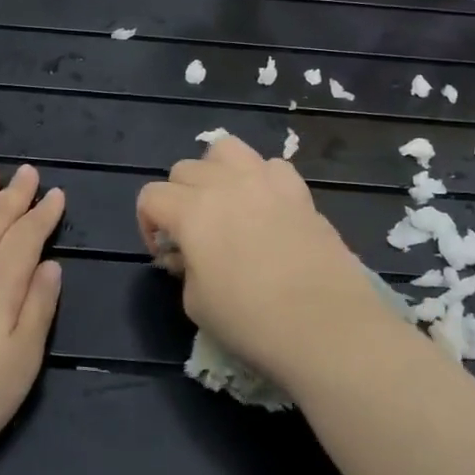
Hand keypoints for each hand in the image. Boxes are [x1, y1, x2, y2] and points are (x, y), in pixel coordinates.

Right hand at [136, 136, 386, 388]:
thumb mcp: (196, 304)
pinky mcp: (300, 191)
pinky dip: (261, 180)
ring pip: (226, 149)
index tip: (165, 256)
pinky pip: (272, 166)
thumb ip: (186, 268)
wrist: (327, 325)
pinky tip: (267, 209)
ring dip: (216, 172)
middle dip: (179, 198)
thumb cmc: (252, 321)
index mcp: (192, 211)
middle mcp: (225, 184)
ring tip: (226, 204)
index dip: (148, 225)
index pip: (151, 196)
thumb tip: (192, 254)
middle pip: (184, 169)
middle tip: (194, 236)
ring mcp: (265, 181)